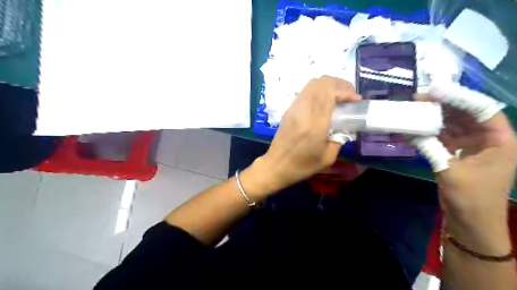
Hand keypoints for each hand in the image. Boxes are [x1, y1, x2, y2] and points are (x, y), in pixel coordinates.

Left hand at [261, 75, 359, 191]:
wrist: (276, 166)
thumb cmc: (302, 166)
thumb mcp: (328, 158)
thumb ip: (340, 139)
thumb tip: (346, 126)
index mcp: (315, 124)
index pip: (330, 94)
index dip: (346, 92)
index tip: (356, 100)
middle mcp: (303, 111)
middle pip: (321, 83)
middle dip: (339, 84)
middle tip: (350, 95)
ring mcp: (294, 108)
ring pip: (312, 84)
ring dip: (329, 85)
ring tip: (339, 96)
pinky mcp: (289, 110)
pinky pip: (305, 91)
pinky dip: (318, 90)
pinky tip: (324, 102)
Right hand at [415, 83, 516, 252]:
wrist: (470, 222)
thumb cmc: (470, 199)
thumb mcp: (450, 172)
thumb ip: (431, 149)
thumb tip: (409, 131)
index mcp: (500, 141)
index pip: (482, 109)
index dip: (460, 97)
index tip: (435, 90)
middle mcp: (488, 139)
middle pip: (466, 114)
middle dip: (443, 105)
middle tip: (419, 98)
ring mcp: (472, 146)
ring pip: (453, 124)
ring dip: (434, 118)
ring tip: (414, 110)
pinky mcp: (457, 153)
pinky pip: (443, 137)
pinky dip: (429, 132)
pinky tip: (414, 129)